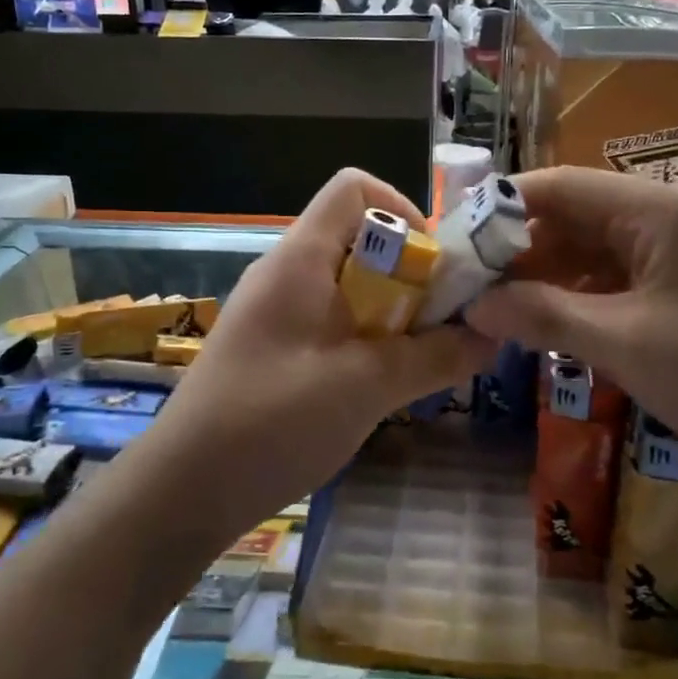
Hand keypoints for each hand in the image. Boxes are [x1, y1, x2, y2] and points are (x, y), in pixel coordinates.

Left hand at [150, 170, 494, 534]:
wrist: (184, 489)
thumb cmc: (272, 422)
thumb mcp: (366, 387)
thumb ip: (435, 357)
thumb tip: (493, 336)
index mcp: (301, 259)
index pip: (354, 189)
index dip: (404, 210)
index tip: (435, 267)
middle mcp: (288, 272)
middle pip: (361, 238)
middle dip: (412, 273)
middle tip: (443, 323)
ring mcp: (278, 311)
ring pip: (352, 285)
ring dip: (395, 312)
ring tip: (422, 358)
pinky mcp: (276, 347)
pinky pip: (334, 321)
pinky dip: (369, 338)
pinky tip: (383, 384)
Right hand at [464, 167, 677, 479]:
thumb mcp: (623, 343)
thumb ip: (541, 315)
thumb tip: (473, 304)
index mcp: (655, 209)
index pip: (559, 187)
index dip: (499, 210)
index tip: (452, 244)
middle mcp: (661, 217)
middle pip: (569, 216)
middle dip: (514, 249)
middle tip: (462, 284)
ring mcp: (669, 252)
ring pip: (585, 250)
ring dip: (538, 276)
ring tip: (486, 306)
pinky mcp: (673, 286)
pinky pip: (607, 278)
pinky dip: (569, 296)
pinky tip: (534, 321)